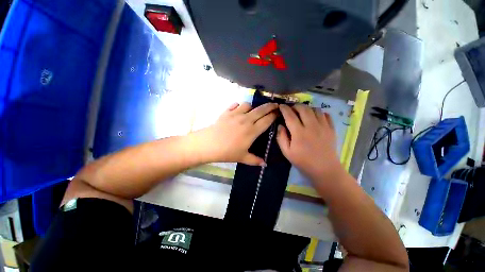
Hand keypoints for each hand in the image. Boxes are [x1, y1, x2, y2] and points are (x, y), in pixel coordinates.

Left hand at [198, 102, 277, 165]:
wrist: (208, 144)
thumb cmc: (227, 152)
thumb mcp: (242, 157)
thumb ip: (255, 160)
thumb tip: (265, 164)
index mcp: (252, 131)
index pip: (267, 120)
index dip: (274, 115)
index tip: (279, 112)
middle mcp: (246, 120)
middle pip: (261, 110)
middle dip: (270, 106)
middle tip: (275, 105)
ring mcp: (235, 114)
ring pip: (248, 105)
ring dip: (252, 107)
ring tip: (252, 111)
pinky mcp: (226, 112)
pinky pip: (235, 105)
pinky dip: (238, 106)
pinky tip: (238, 110)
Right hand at [277, 104, 342, 181]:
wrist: (324, 169)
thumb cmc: (303, 161)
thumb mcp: (287, 152)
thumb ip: (281, 137)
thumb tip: (280, 125)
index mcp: (299, 133)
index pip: (290, 115)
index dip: (284, 109)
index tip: (281, 106)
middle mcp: (311, 126)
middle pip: (303, 108)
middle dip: (295, 106)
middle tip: (291, 109)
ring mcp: (323, 126)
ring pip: (315, 109)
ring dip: (307, 108)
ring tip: (302, 113)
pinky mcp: (331, 128)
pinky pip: (326, 114)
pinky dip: (319, 113)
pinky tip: (314, 117)